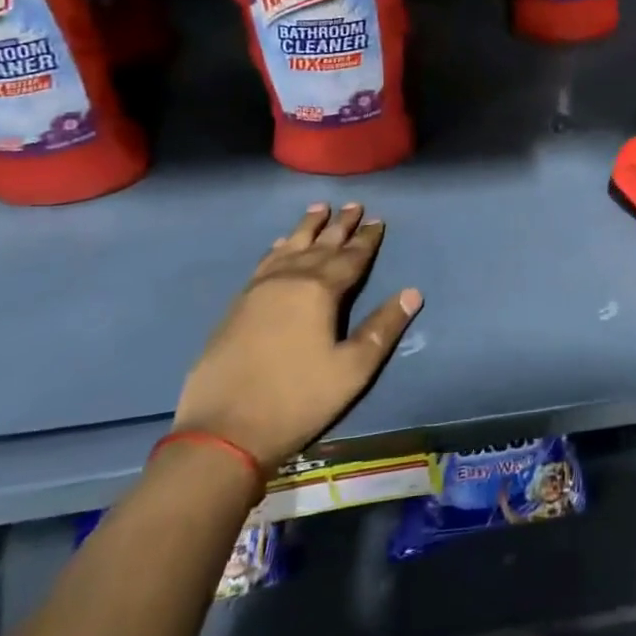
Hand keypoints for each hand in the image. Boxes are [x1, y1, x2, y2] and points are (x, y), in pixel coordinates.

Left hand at [173, 203, 422, 470]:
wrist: (223, 431)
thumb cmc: (298, 400)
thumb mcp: (352, 369)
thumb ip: (383, 328)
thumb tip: (413, 292)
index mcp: (320, 291)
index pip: (351, 257)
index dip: (367, 239)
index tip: (378, 220)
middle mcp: (289, 280)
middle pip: (320, 245)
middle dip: (340, 225)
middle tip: (353, 204)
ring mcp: (259, 290)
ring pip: (289, 248)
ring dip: (307, 228)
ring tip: (318, 208)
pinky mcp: (237, 306)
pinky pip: (264, 263)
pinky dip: (278, 248)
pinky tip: (279, 244)